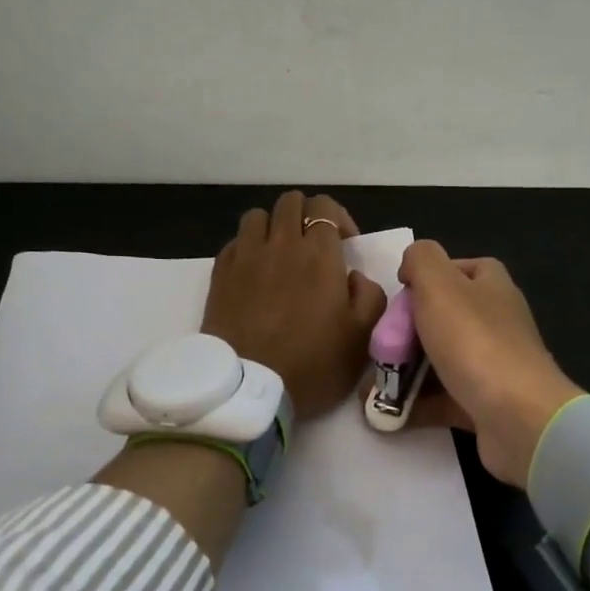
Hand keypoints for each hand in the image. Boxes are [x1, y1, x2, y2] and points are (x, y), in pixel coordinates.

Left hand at [202, 191, 387, 421]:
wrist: (249, 388)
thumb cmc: (313, 363)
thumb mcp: (362, 337)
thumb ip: (369, 296)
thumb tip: (354, 277)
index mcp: (319, 254)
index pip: (324, 208)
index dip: (338, 219)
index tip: (345, 247)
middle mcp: (280, 244)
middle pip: (290, 203)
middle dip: (306, 216)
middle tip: (314, 248)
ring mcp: (245, 257)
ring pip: (258, 217)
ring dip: (274, 228)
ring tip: (280, 255)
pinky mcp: (220, 274)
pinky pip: (235, 242)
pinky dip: (248, 248)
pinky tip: (255, 273)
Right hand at [395, 241, 581, 487]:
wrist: (516, 416)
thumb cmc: (474, 342)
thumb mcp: (439, 285)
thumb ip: (421, 260)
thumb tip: (412, 264)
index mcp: (490, 286)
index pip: (456, 270)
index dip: (424, 280)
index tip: (396, 298)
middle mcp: (495, 321)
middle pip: (442, 318)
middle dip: (405, 333)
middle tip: (376, 348)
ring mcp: (492, 364)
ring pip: (440, 361)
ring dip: (404, 372)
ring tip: (370, 387)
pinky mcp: (484, 403)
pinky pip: (442, 399)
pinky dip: (415, 404)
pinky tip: (386, 414)